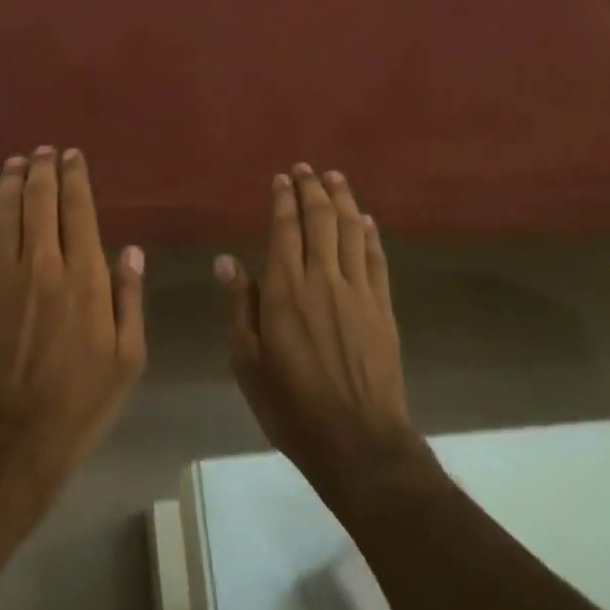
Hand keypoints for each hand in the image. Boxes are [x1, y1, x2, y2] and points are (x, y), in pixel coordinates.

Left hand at [0, 148, 146, 510]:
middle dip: (43, 169)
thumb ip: (129, 299)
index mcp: (86, 280)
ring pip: (6, 211)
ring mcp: (1, 276)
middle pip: (40, 202)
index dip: (75, 178)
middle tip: (44, 150)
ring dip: (12, 180)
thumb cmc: (79, 404)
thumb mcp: (128, 359)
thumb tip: (132, 251)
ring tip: (17, 160)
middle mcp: (43, 266)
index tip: (73, 156)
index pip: (80, 212)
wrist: (9, 439)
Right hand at [216, 165, 418, 495]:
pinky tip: (366, 220)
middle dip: (313, 189)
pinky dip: (370, 234)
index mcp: (285, 290)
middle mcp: (323, 279)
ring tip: (336, 178)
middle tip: (306, 169)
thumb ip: (241, 305)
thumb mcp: (247, 360)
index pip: (285, 230)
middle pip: (321, 221)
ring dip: (343, 200)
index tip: (282, 179)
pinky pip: (376, 259)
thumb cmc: (290, 404)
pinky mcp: (383, 308)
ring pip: (352, 231)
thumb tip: (227, 260)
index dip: (284, 200)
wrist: (356, 440)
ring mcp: (358, 292)